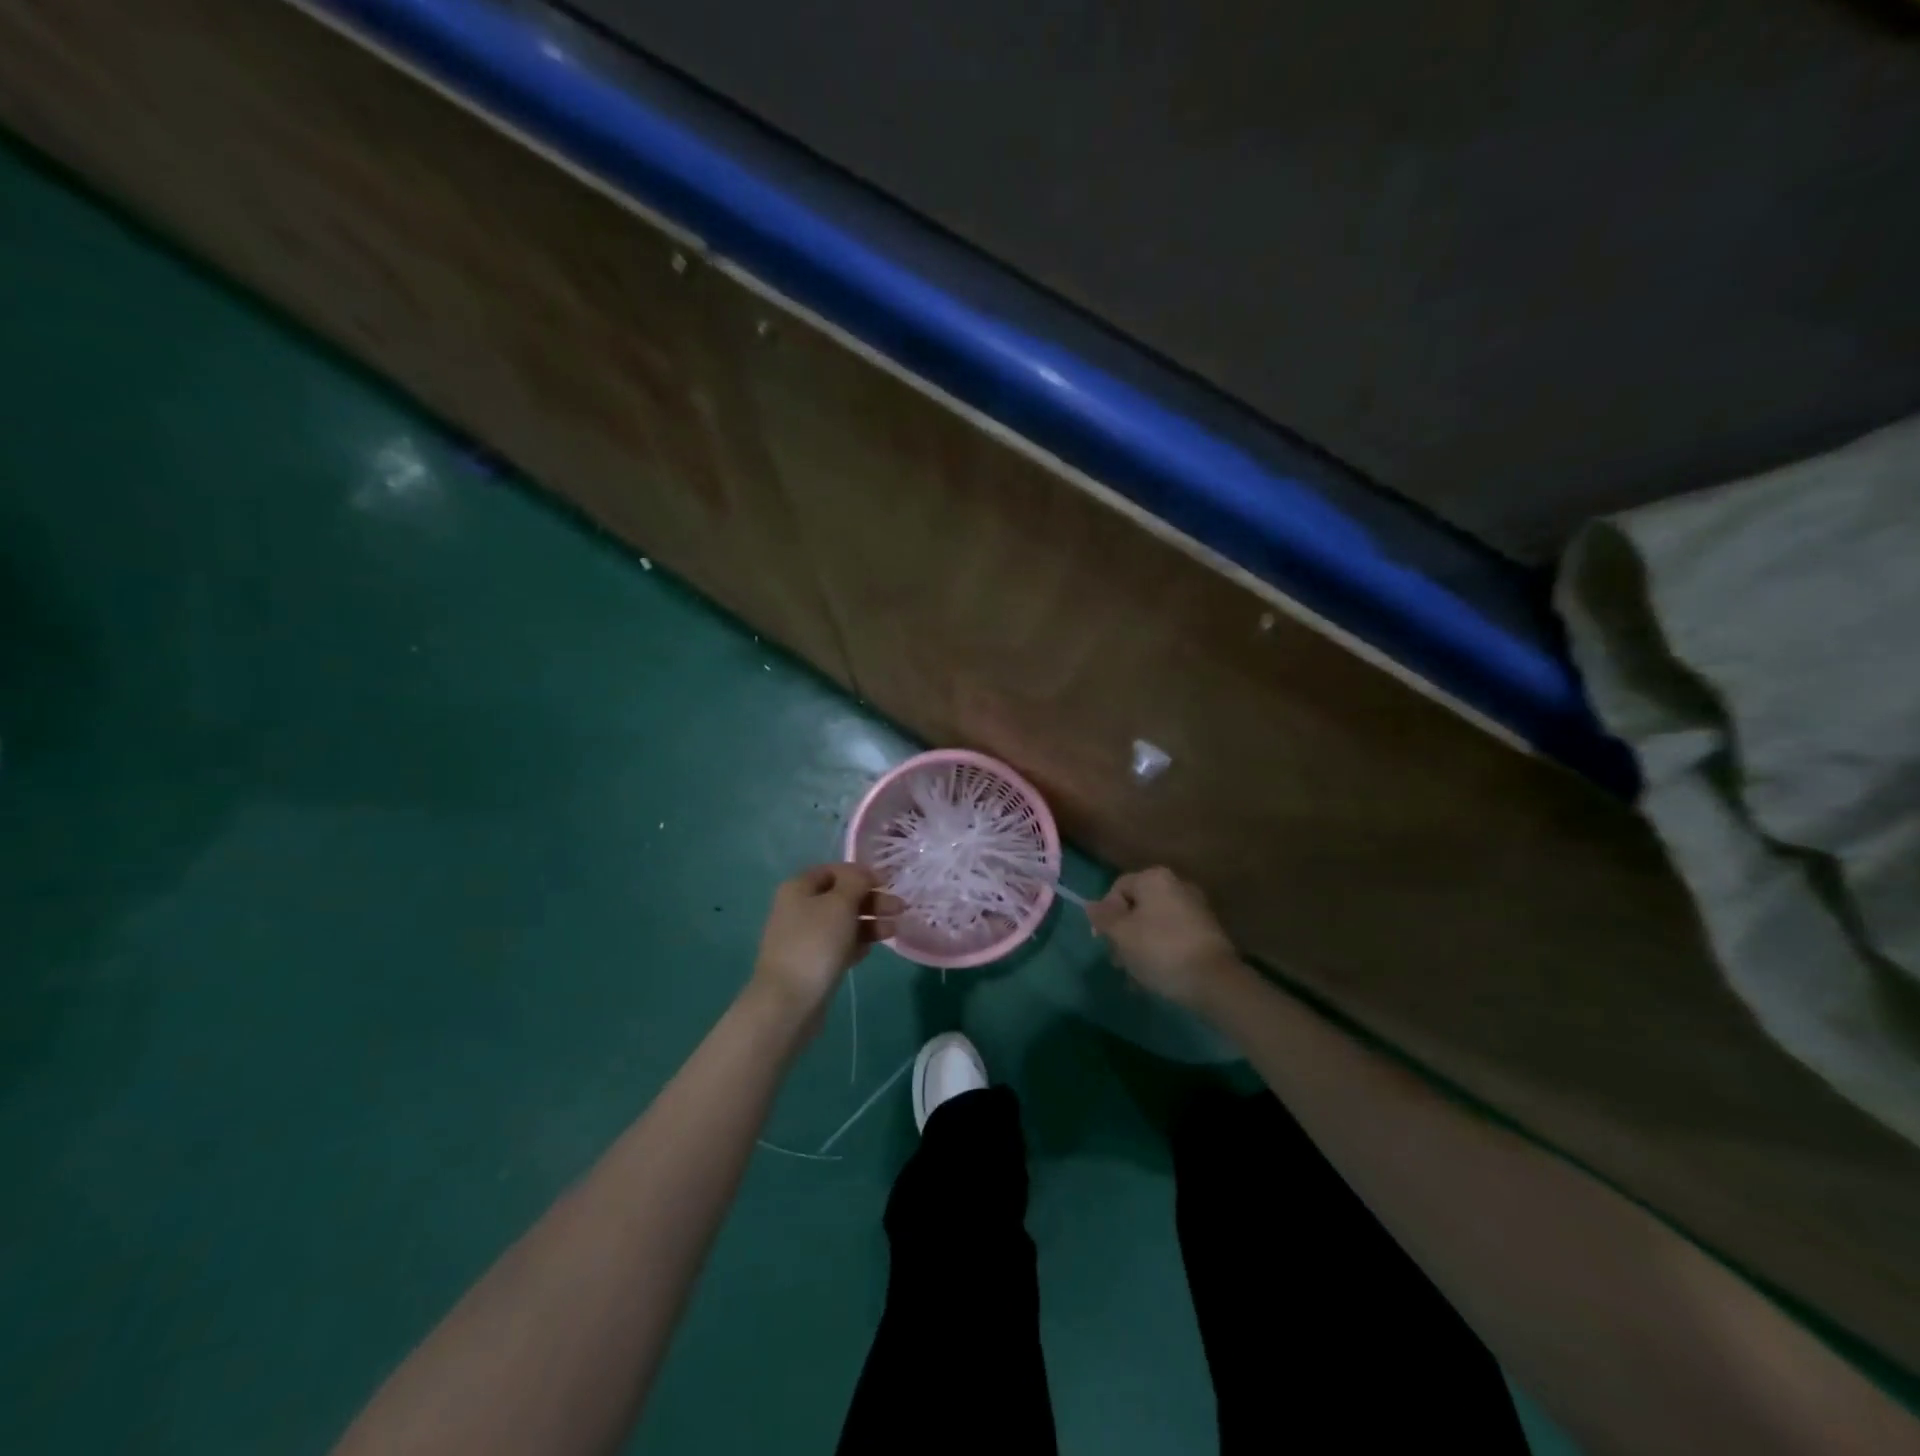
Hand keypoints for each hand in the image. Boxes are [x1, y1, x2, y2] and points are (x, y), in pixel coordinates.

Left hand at [748, 864, 899, 1029]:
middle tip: (900, 908)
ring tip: (894, 930)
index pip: (834, 870)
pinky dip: (857, 943)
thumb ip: (855, 882)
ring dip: (870, 922)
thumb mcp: (840, 903)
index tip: (887, 883)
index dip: (861, 874)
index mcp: (799, 888)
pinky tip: (872, 949)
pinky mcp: (812, 962)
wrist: (789, 1002)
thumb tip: (863, 874)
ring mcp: (805, 937)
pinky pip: (839, 945)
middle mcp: (799, 908)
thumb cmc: (816, 943)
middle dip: (871, 900)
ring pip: (843, 922)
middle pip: (841, 896)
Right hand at [1088, 866, 1244, 1011]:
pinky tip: (1154, 977)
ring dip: (1139, 947)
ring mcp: (1195, 909)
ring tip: (1135, 976)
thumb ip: (1103, 917)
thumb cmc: (1160, 950)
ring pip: (1154, 925)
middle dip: (1122, 934)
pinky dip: (1160, 953)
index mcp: (1155, 879)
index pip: (1118, 888)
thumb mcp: (1121, 934)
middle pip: (1136, 906)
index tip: (1102, 940)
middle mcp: (1177, 886)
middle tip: (1118, 961)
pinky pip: (1172, 937)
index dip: (1104, 913)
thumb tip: (1091, 905)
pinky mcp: (1207, 932)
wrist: (1215, 981)